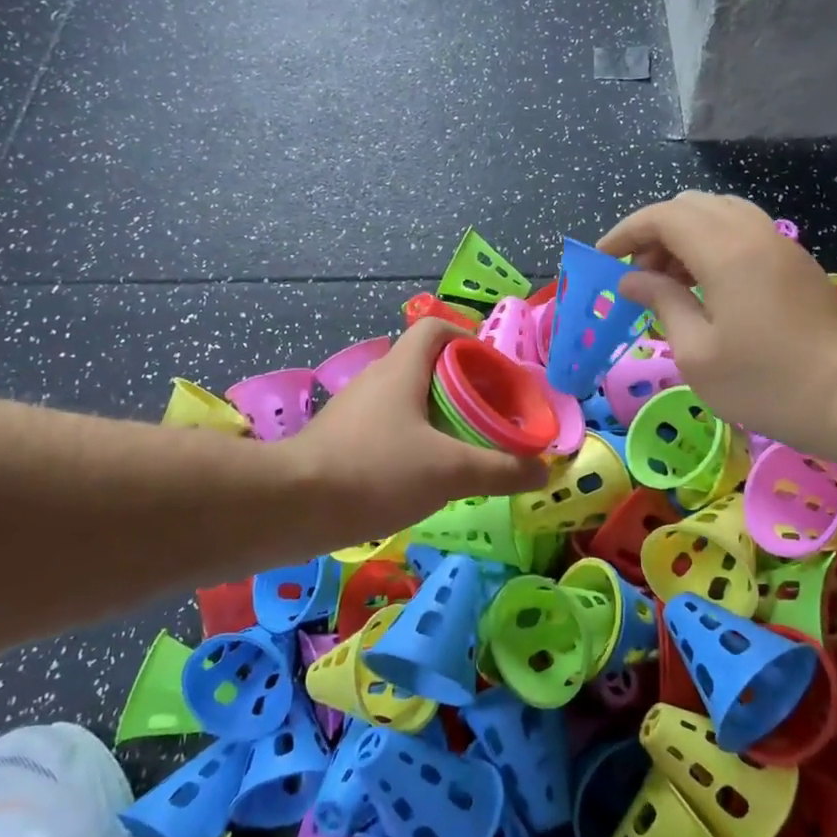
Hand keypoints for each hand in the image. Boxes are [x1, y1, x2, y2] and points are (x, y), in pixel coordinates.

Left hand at [281, 320, 547, 545]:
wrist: (292, 507)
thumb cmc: (377, 472)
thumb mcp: (450, 471)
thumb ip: (501, 469)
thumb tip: (543, 469)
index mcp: (401, 369)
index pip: (437, 329)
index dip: (470, 341)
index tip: (496, 374)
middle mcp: (375, 380)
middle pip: (426, 366)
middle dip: (463, 387)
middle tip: (490, 417)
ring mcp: (353, 412)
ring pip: (406, 401)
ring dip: (438, 416)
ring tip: (465, 447)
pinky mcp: (339, 441)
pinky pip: (387, 428)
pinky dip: (413, 441)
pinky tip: (425, 474)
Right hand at [599, 192, 836, 446]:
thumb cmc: (763, 383)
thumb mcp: (696, 353)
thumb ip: (662, 303)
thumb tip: (631, 279)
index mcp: (724, 251)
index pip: (663, 216)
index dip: (626, 232)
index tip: (602, 260)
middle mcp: (752, 233)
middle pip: (690, 206)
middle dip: (653, 233)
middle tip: (636, 277)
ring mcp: (778, 242)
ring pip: (718, 214)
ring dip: (683, 237)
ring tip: (667, 282)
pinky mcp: (793, 259)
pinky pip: (741, 230)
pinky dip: (710, 245)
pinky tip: (703, 286)